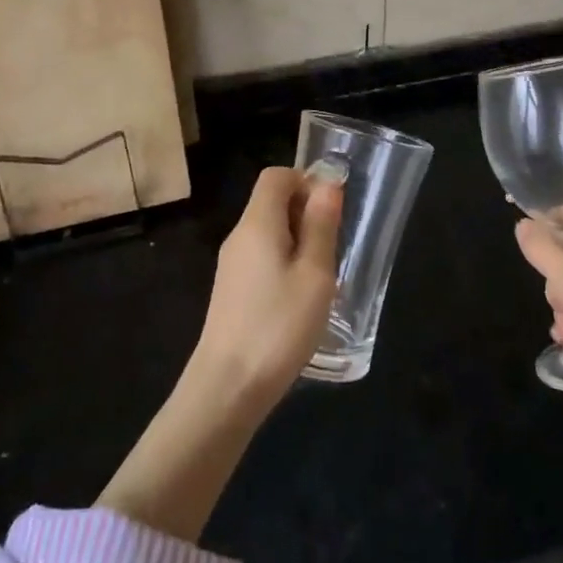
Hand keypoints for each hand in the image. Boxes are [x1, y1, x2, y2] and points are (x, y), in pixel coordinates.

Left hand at [190, 166, 342, 409]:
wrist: (228, 387)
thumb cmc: (279, 325)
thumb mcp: (314, 274)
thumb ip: (321, 225)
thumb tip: (326, 184)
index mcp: (258, 223)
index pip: (276, 176)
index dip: (306, 180)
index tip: (332, 209)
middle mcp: (239, 236)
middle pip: (271, 201)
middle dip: (306, 211)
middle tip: (333, 245)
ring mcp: (231, 265)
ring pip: (268, 231)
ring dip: (298, 239)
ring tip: (322, 274)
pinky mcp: (231, 290)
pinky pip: (261, 256)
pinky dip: (284, 261)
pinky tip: (300, 296)